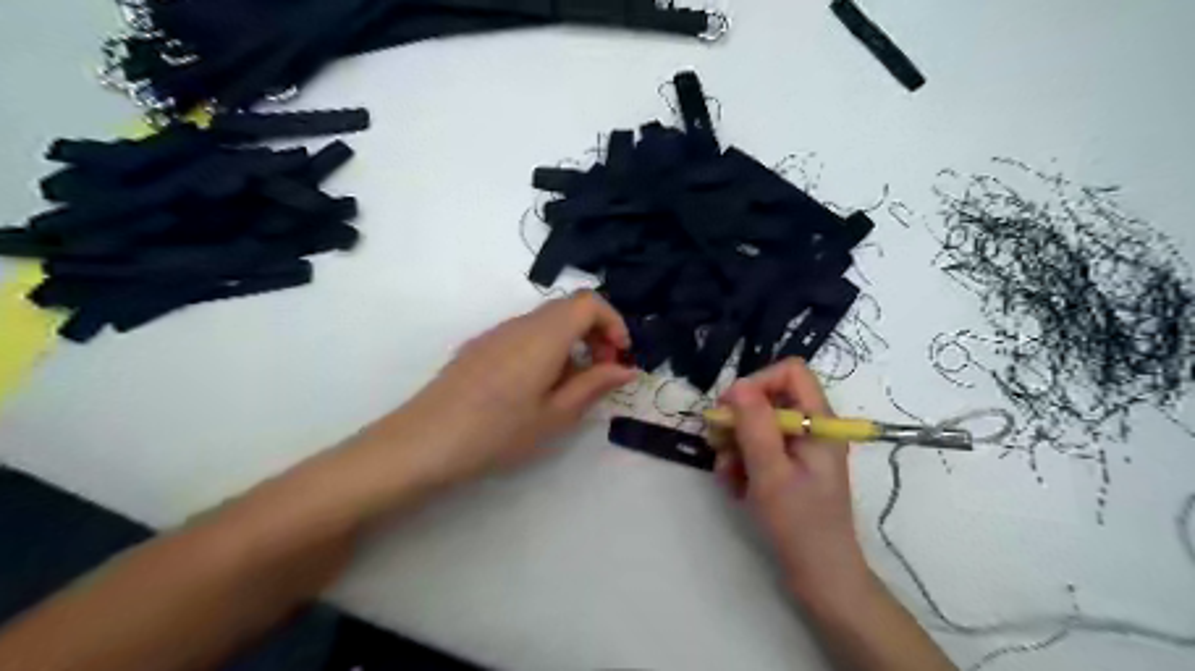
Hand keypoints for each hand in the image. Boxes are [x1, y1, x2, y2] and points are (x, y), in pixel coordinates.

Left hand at [350, 290, 638, 495]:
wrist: (424, 441)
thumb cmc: (497, 431)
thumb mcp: (555, 415)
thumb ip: (594, 385)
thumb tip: (627, 369)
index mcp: (545, 335)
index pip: (590, 302)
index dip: (613, 322)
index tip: (620, 356)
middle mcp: (521, 323)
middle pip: (569, 308)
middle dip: (595, 333)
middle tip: (603, 371)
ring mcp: (497, 332)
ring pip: (547, 321)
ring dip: (571, 341)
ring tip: (572, 385)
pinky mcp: (481, 345)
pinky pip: (525, 333)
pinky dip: (547, 347)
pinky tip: (538, 386)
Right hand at [709, 359, 869, 604]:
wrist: (820, 577)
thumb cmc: (800, 523)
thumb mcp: (771, 472)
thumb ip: (754, 425)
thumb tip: (737, 384)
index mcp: (819, 421)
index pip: (790, 372)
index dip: (758, 382)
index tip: (731, 408)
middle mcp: (810, 428)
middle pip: (768, 398)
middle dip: (738, 420)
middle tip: (719, 444)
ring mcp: (798, 449)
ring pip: (756, 424)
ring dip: (734, 445)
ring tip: (728, 475)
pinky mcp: (788, 467)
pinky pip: (757, 448)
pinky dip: (740, 462)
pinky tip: (735, 487)